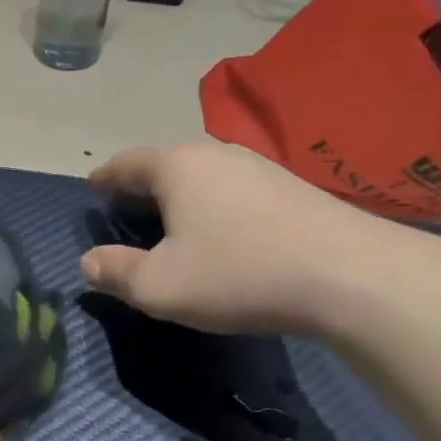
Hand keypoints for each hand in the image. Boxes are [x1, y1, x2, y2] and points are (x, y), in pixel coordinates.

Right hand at [81, 143, 395, 333]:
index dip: (105, 177)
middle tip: (128, 209)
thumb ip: (116, 273)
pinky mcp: (294, 189)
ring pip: (205, 176)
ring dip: (183, 196)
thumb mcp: (160, 286)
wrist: (351, 275)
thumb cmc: (238, 273)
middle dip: (143, 185)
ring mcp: (261, 168)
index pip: (127, 163)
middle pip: (167, 164)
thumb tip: (88, 263)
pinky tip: (224, 232)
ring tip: (174, 221)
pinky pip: (236, 191)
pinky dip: (217, 206)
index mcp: (176, 167)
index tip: (92, 185)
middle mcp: (216, 154)